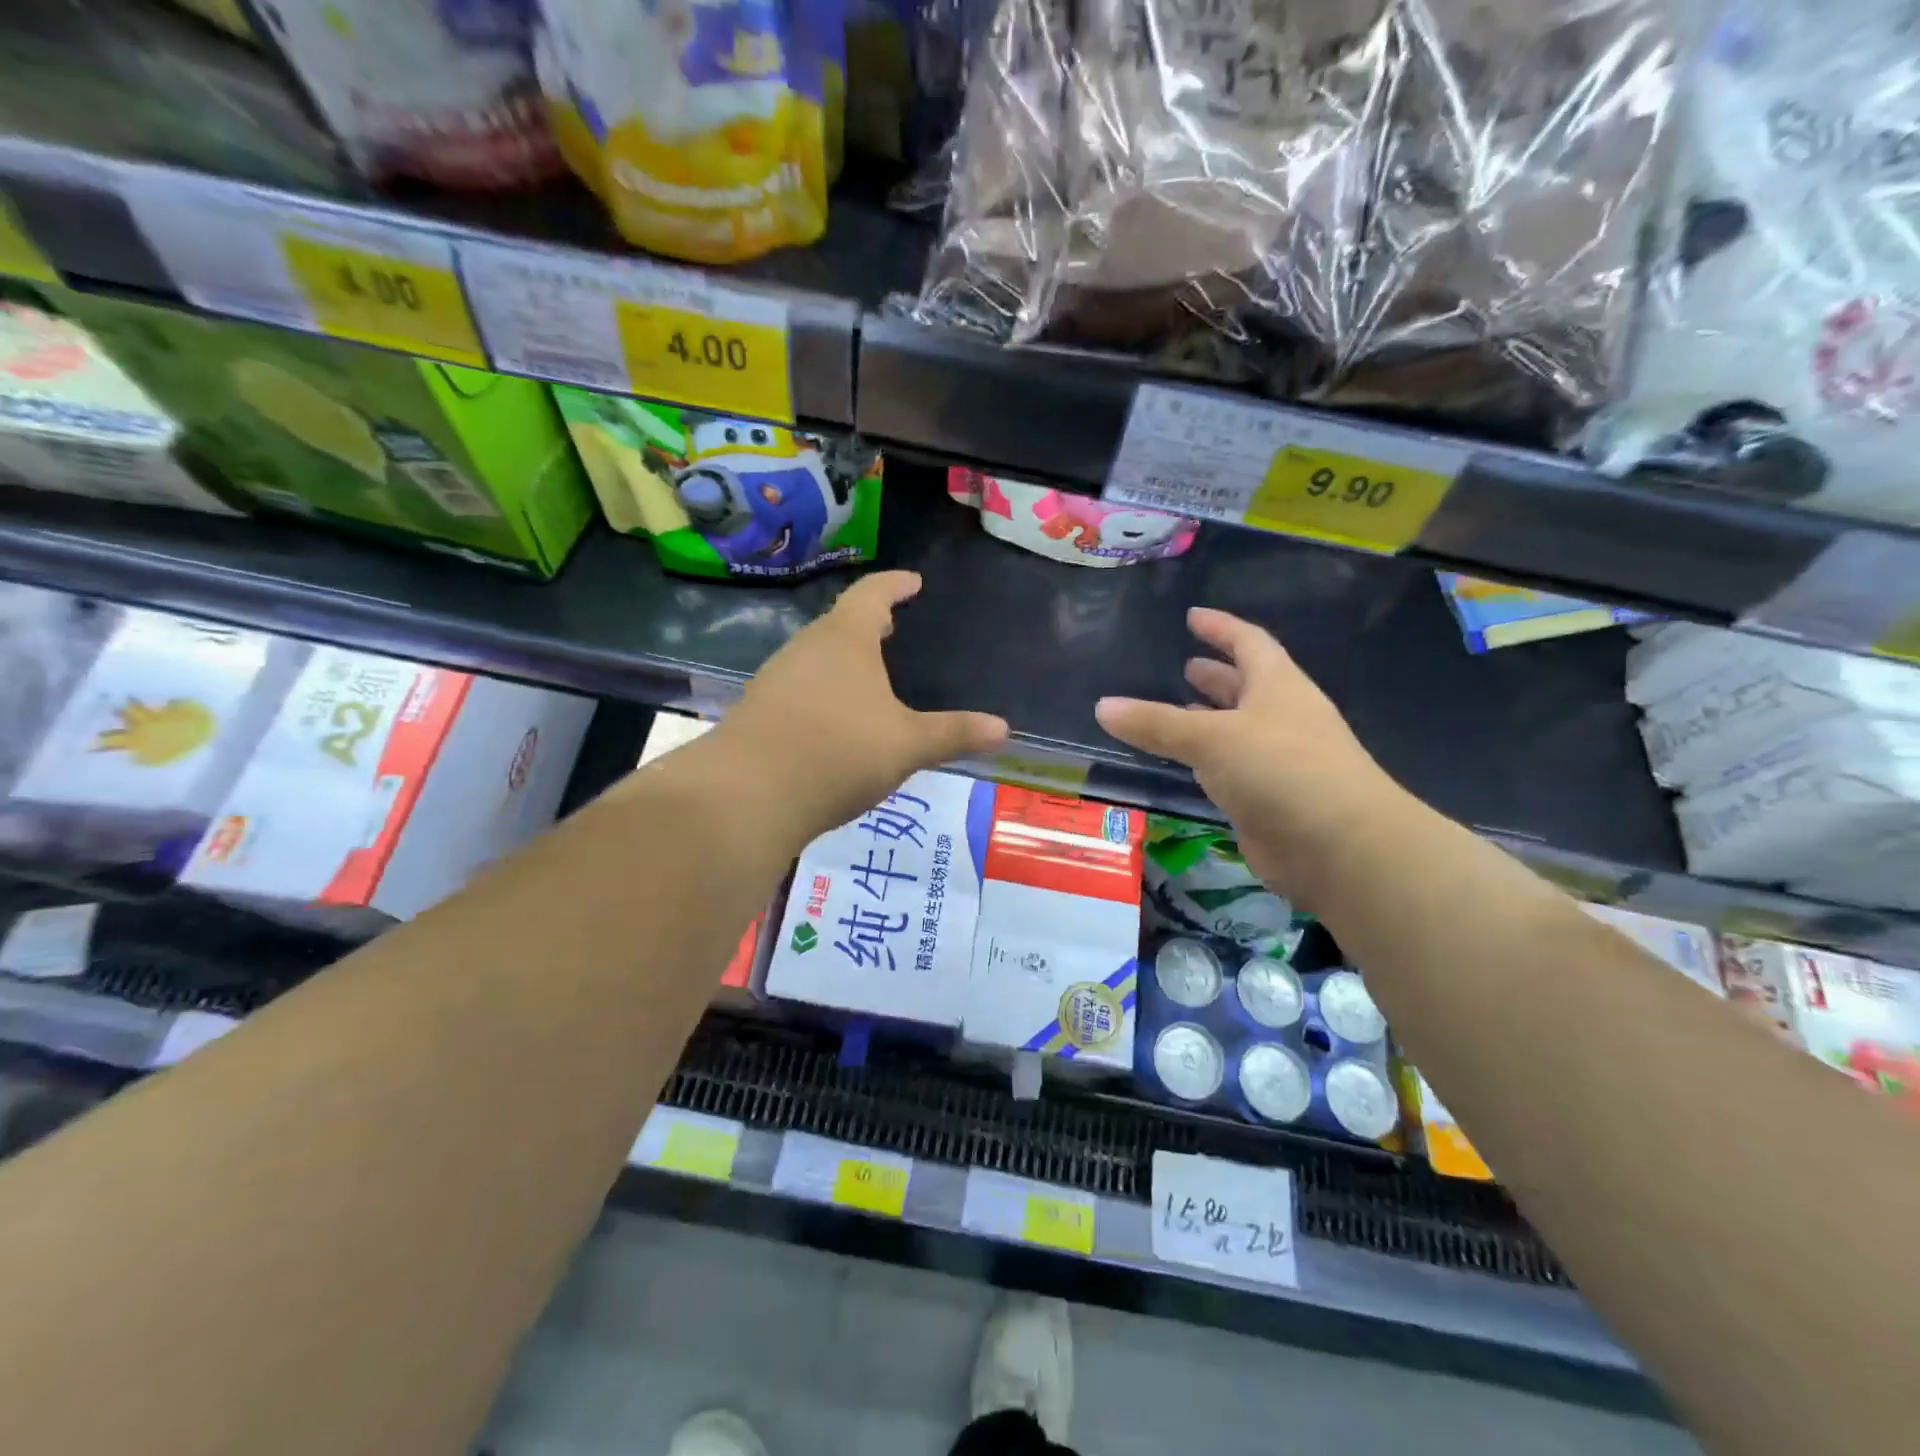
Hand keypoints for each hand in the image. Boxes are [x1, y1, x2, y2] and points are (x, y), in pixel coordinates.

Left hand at [709, 571, 1008, 842]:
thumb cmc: (839, 752)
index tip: (912, 581)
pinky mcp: (758, 712)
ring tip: (866, 674)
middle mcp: (806, 648)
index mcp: (844, 639)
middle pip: (839, 624)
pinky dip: (822, 692)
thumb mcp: (908, 745)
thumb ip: (954, 734)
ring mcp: (776, 679)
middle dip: (867, 624)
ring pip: (816, 658)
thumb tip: (1004, 729)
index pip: (872, 595)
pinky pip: (799, 689)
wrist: (749, 794)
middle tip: (890, 628)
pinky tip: (833, 720)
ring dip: (842, 659)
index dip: (894, 585)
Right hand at [1094, 608, 1404, 897]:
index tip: (1192, 616)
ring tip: (1176, 709)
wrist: (1340, 846)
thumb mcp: (1211, 737)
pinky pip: (1232, 769)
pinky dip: (1209, 761)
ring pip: (1238, 730)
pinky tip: (1186, 764)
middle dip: (1216, 675)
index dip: (1221, 627)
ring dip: (1210, 718)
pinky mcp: (1271, 799)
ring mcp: (1280, 760)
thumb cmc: (1280, 770)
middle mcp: (1282, 717)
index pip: (1249, 643)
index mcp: (1278, 686)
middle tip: (1183, 666)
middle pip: (1248, 686)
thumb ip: (1156, 723)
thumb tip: (1102, 706)